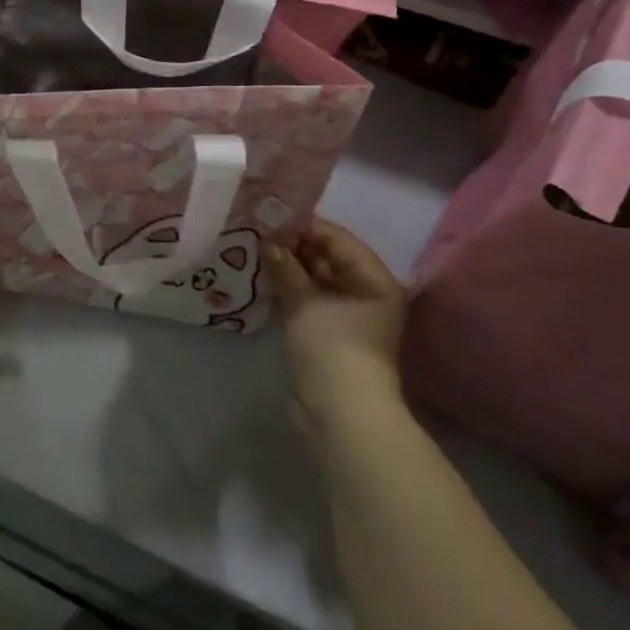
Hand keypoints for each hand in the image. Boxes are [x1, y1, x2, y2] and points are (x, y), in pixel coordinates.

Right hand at [266, 218, 407, 427]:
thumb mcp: (305, 301)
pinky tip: (264, 279)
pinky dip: (290, 289)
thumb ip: (285, 267)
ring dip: (289, 268)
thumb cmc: (333, 347)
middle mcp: (366, 293)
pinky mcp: (330, 334)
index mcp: (374, 279)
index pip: (338, 238)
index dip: (304, 226)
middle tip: (258, 233)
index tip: (270, 217)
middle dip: (294, 246)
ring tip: (255, 252)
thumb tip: (267, 242)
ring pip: (316, 280)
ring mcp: (348, 315)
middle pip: (328, 258)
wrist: (341, 412)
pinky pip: (309, 300)